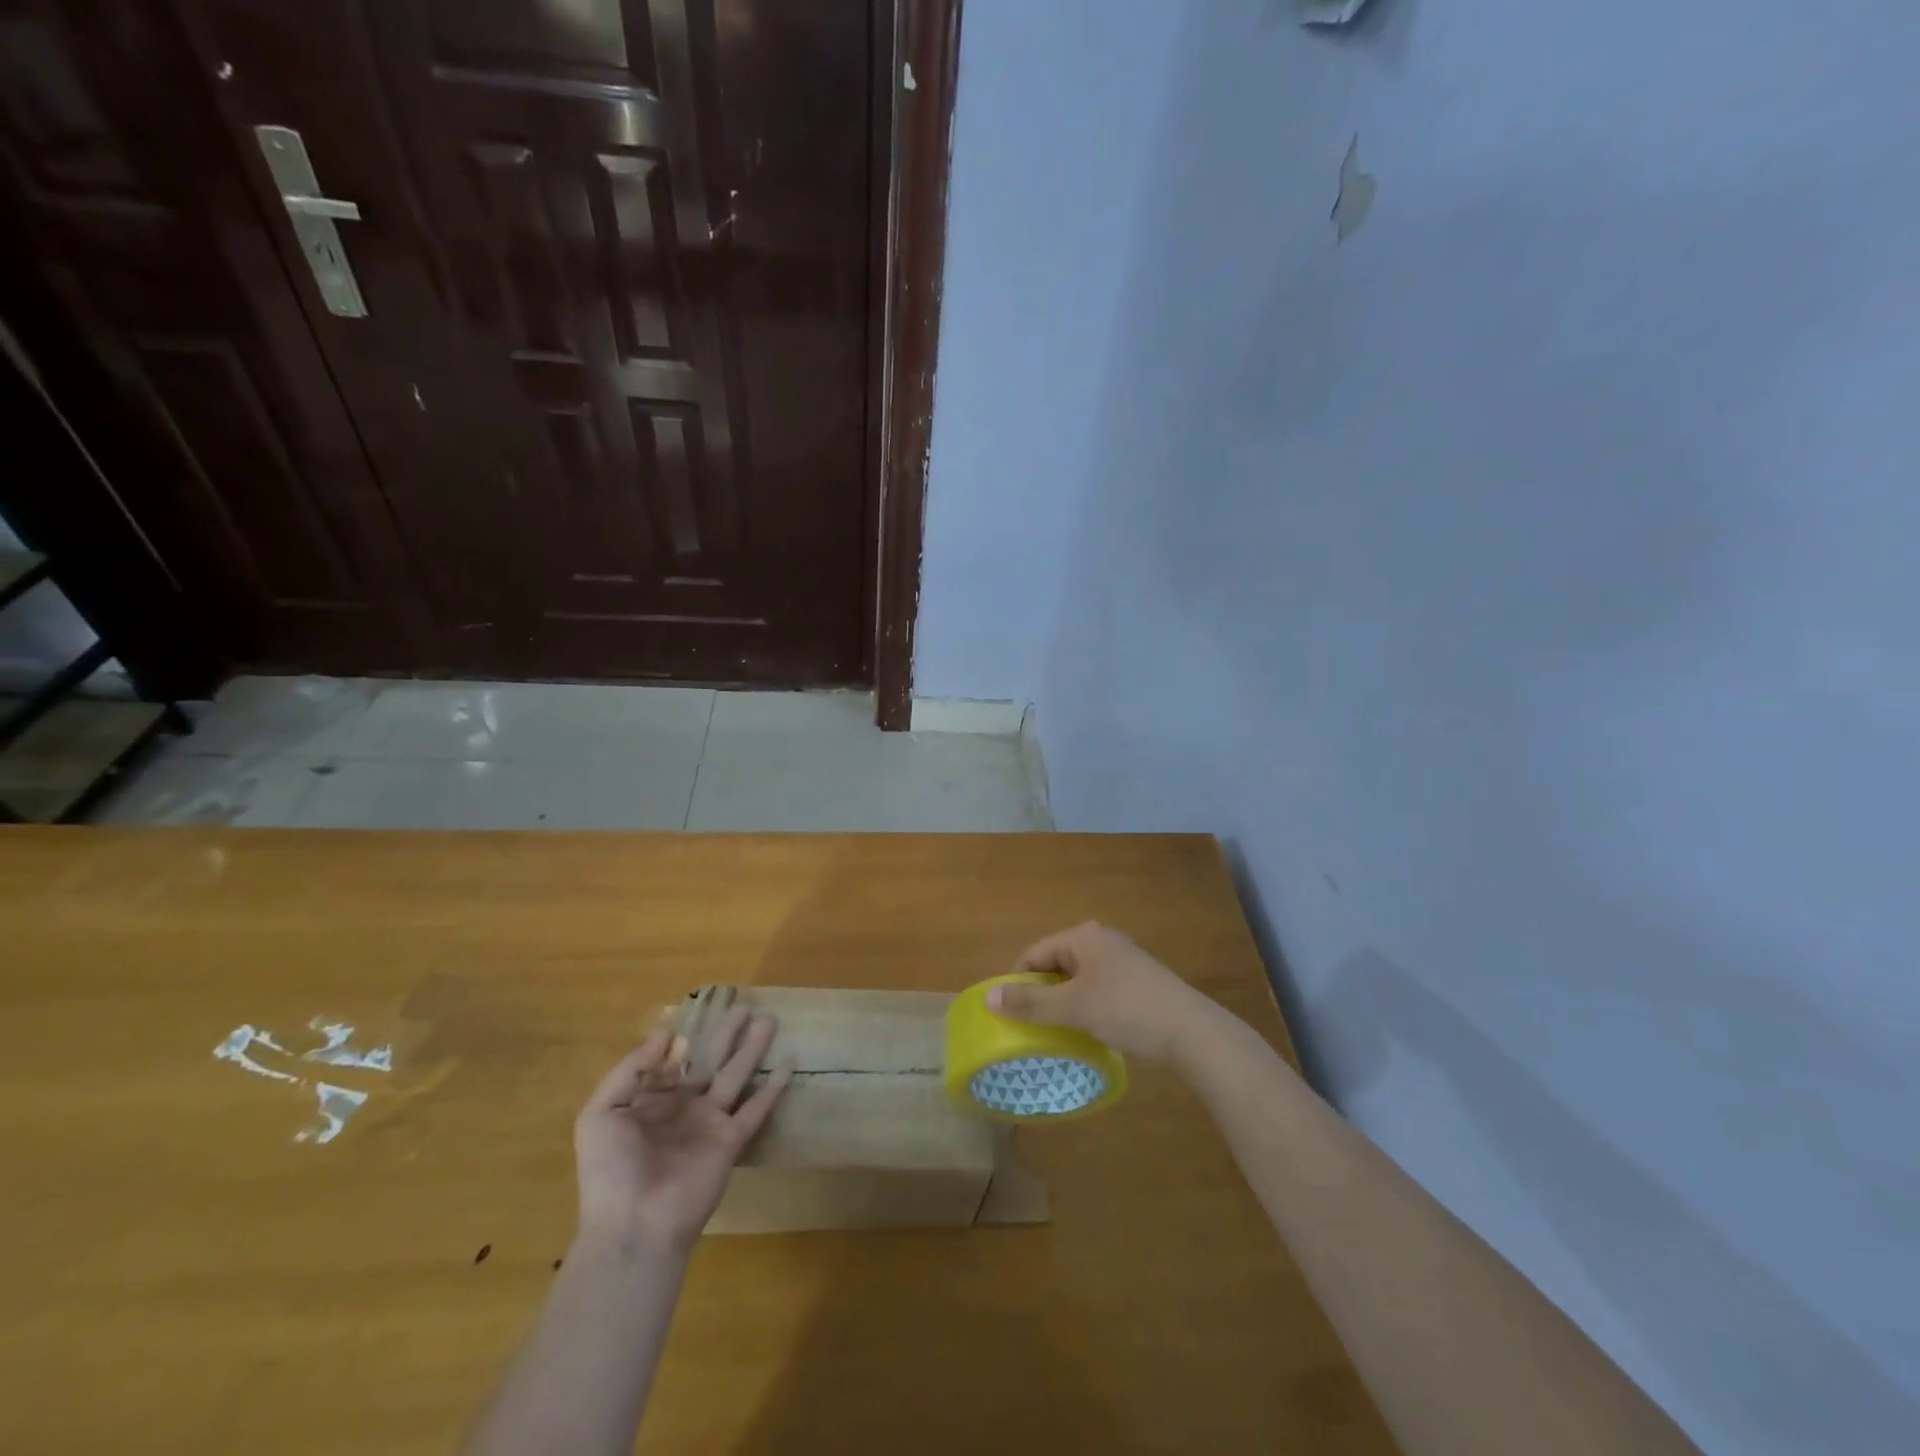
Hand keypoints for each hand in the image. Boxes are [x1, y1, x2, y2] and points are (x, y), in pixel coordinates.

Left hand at [572, 1008, 791, 1254]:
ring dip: (752, 1049)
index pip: (672, 1061)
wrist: (635, 1226)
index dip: (684, 1039)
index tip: (698, 1010)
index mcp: (650, 1102)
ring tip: (770, 1020)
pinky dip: (772, 1089)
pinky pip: (755, 1110)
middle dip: (726, 1034)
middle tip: (745, 1006)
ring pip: (735, 1076)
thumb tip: (666, 1032)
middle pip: (709, 1061)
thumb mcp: (601, 1115)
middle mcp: (682, 1107)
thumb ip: (630, 1070)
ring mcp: (709, 1124)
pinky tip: (788, 1066)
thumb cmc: (610, 1171)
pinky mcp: (731, 1141)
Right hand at [987, 921, 1214, 1063]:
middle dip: (1041, 992)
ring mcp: (1123, 960)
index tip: (1009, 1014)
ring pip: (1077, 978)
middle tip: (1031, 1025)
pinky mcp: (1138, 981)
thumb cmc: (1127, 1010)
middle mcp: (1102, 940)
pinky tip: (1088, 1029)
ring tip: (1056, 1031)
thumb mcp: (1073, 1008)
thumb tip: (989, 998)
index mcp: (1084, 937)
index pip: (1035, 953)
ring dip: (1063, 1002)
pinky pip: (1098, 988)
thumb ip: (1030, 1002)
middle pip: (1056, 963)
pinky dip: (1086, 1006)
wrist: (1192, 1033)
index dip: (1018, 981)